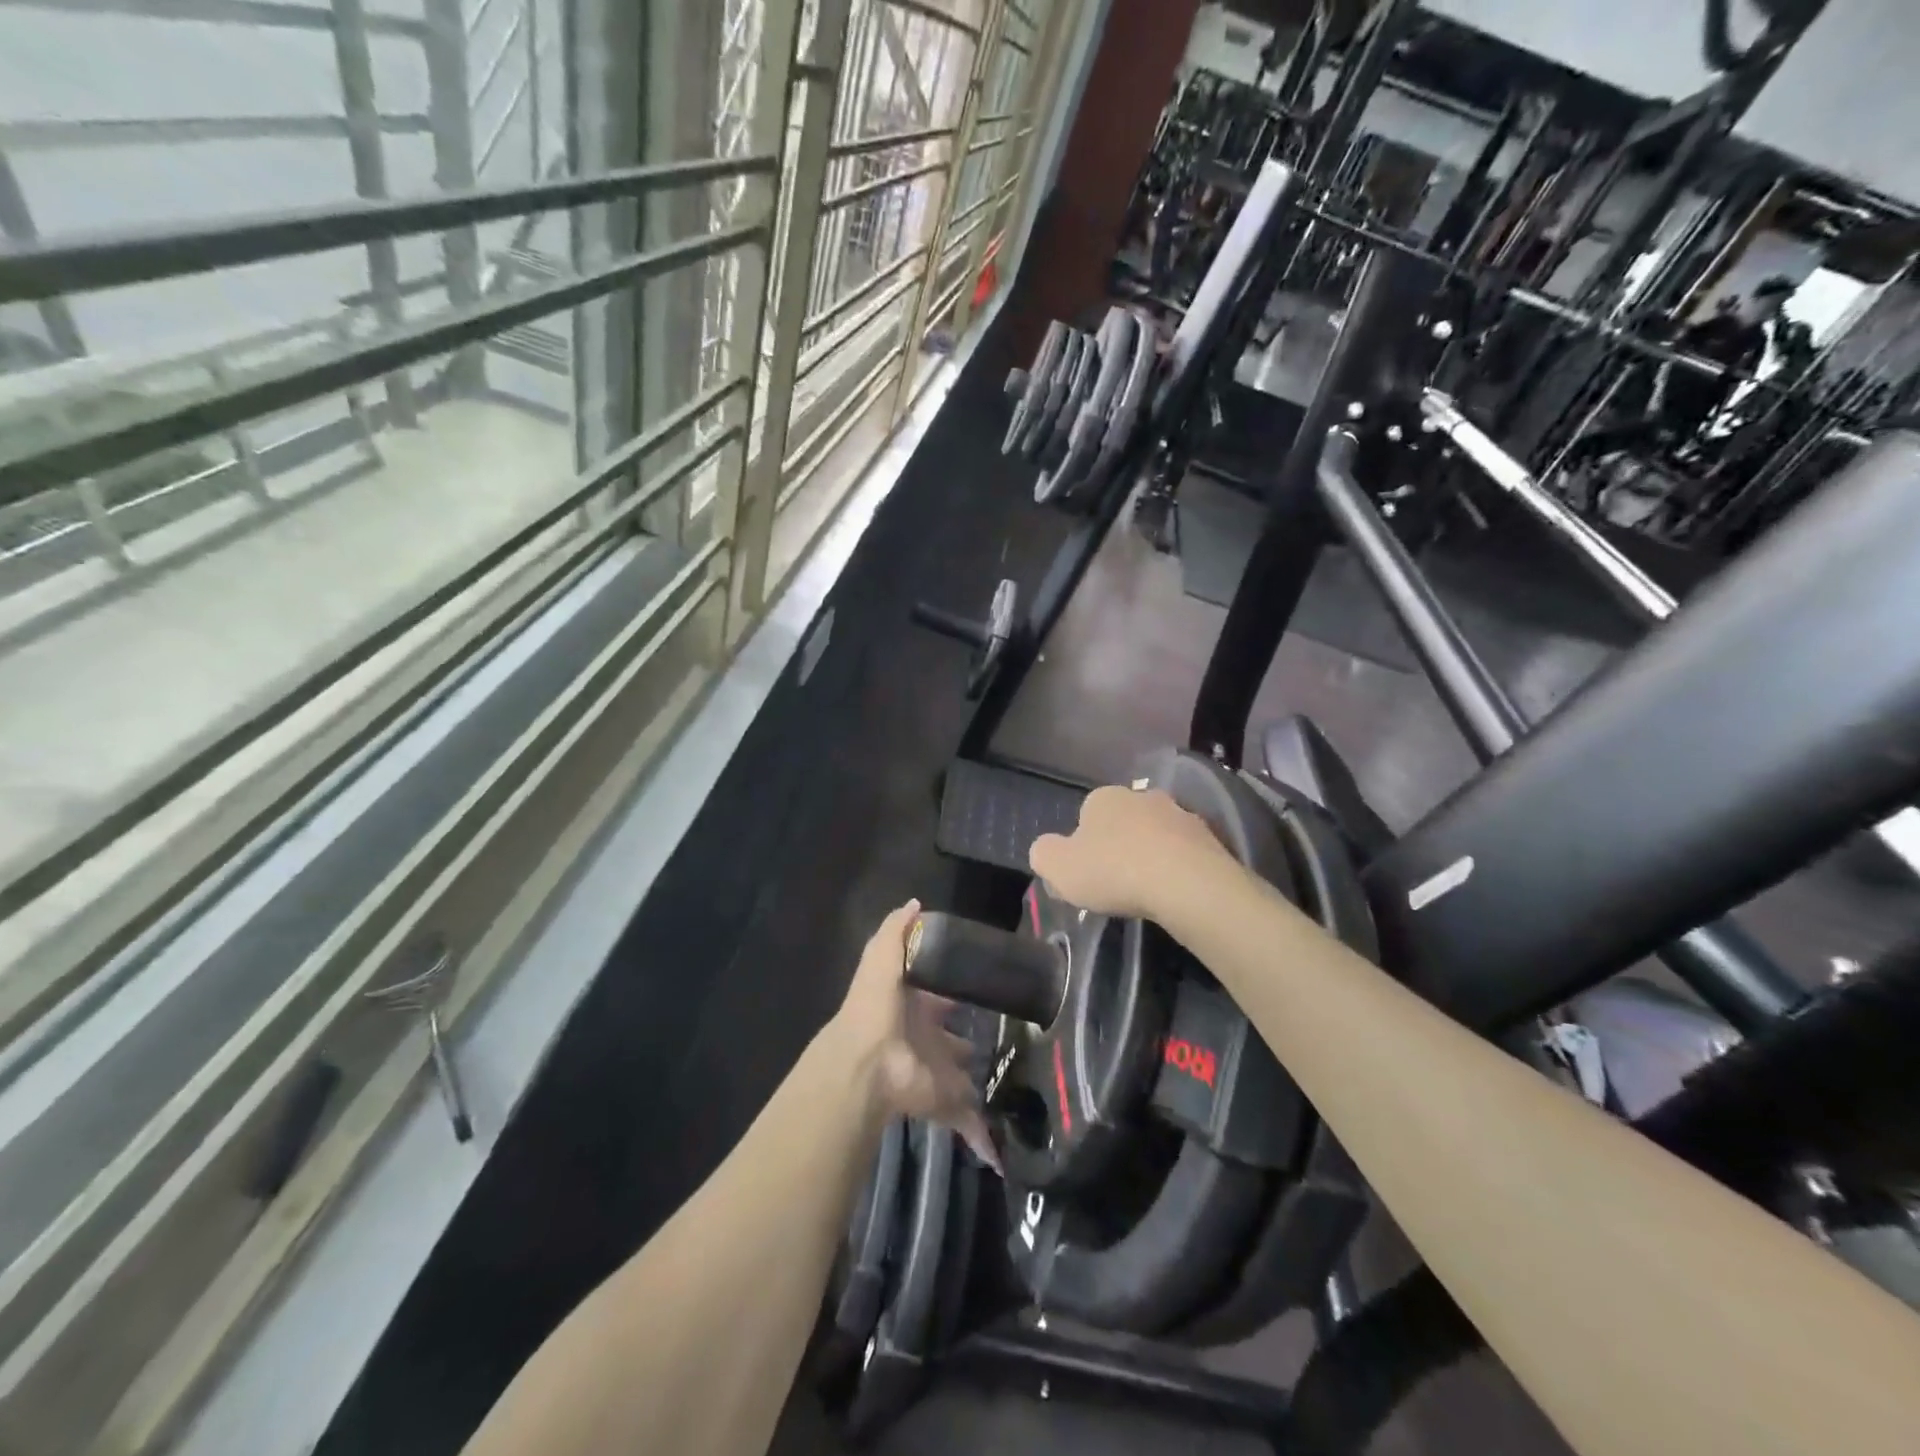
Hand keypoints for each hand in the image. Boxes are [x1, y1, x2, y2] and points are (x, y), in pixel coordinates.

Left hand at [832, 901, 997, 1168]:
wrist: (868, 1067)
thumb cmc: (876, 1008)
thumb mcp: (882, 960)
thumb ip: (897, 931)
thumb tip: (915, 902)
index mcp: (911, 1007)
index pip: (935, 995)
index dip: (951, 988)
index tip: (981, 982)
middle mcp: (925, 1038)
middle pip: (949, 1037)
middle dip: (965, 1037)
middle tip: (1002, 1029)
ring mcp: (935, 1072)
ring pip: (960, 1075)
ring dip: (975, 1078)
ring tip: (1011, 1071)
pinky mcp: (945, 1101)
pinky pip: (968, 1122)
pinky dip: (983, 1138)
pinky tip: (1002, 1150)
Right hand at [1030, 785, 1232, 919]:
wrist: (1186, 882)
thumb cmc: (1114, 871)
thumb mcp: (1058, 868)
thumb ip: (1044, 854)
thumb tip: (1046, 850)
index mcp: (1103, 798)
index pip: (1085, 816)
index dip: (1083, 846)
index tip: (1087, 874)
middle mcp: (1141, 796)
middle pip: (1123, 821)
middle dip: (1119, 845)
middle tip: (1116, 883)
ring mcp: (1179, 813)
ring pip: (1156, 834)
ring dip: (1151, 854)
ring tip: (1148, 891)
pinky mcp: (1209, 836)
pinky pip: (1185, 851)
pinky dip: (1178, 866)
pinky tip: (1175, 891)